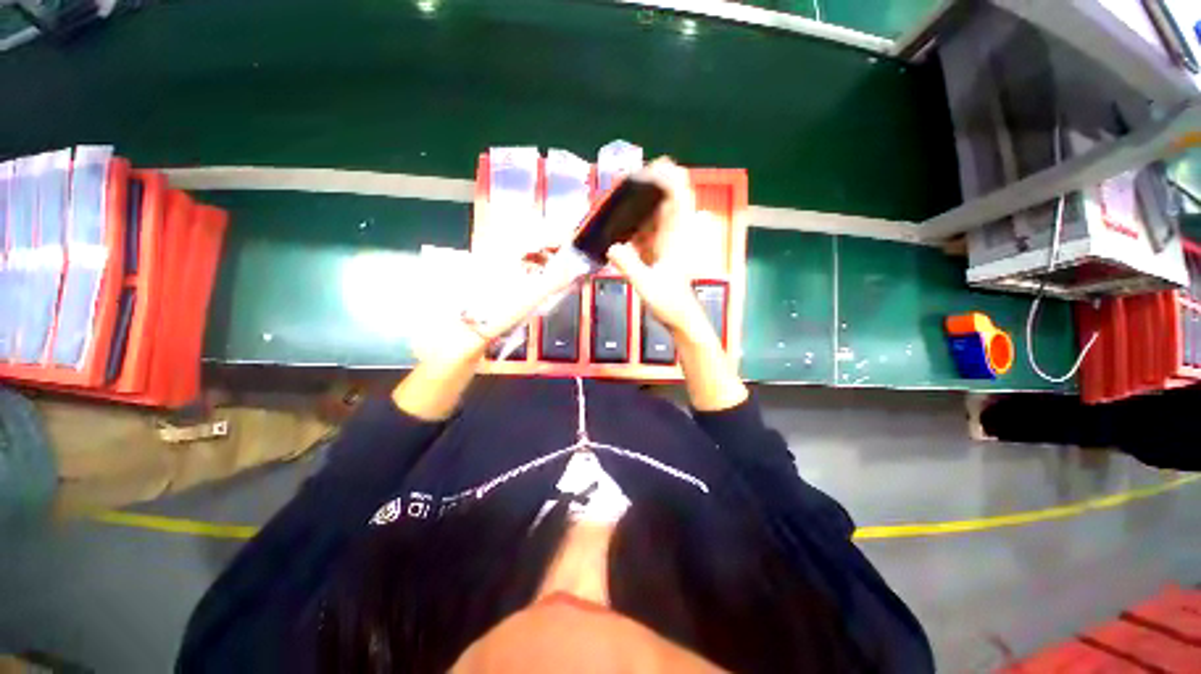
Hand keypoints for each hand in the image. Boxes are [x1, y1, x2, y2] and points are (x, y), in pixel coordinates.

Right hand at [605, 158, 715, 345]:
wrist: (679, 318)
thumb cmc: (669, 303)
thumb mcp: (647, 286)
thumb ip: (629, 266)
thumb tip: (610, 247)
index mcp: (677, 236)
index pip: (679, 196)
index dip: (668, 177)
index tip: (648, 169)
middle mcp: (674, 233)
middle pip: (668, 198)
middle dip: (651, 184)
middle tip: (626, 181)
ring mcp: (667, 241)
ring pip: (656, 213)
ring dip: (641, 203)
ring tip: (618, 199)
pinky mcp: (659, 251)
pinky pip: (647, 229)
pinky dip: (635, 223)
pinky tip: (619, 225)